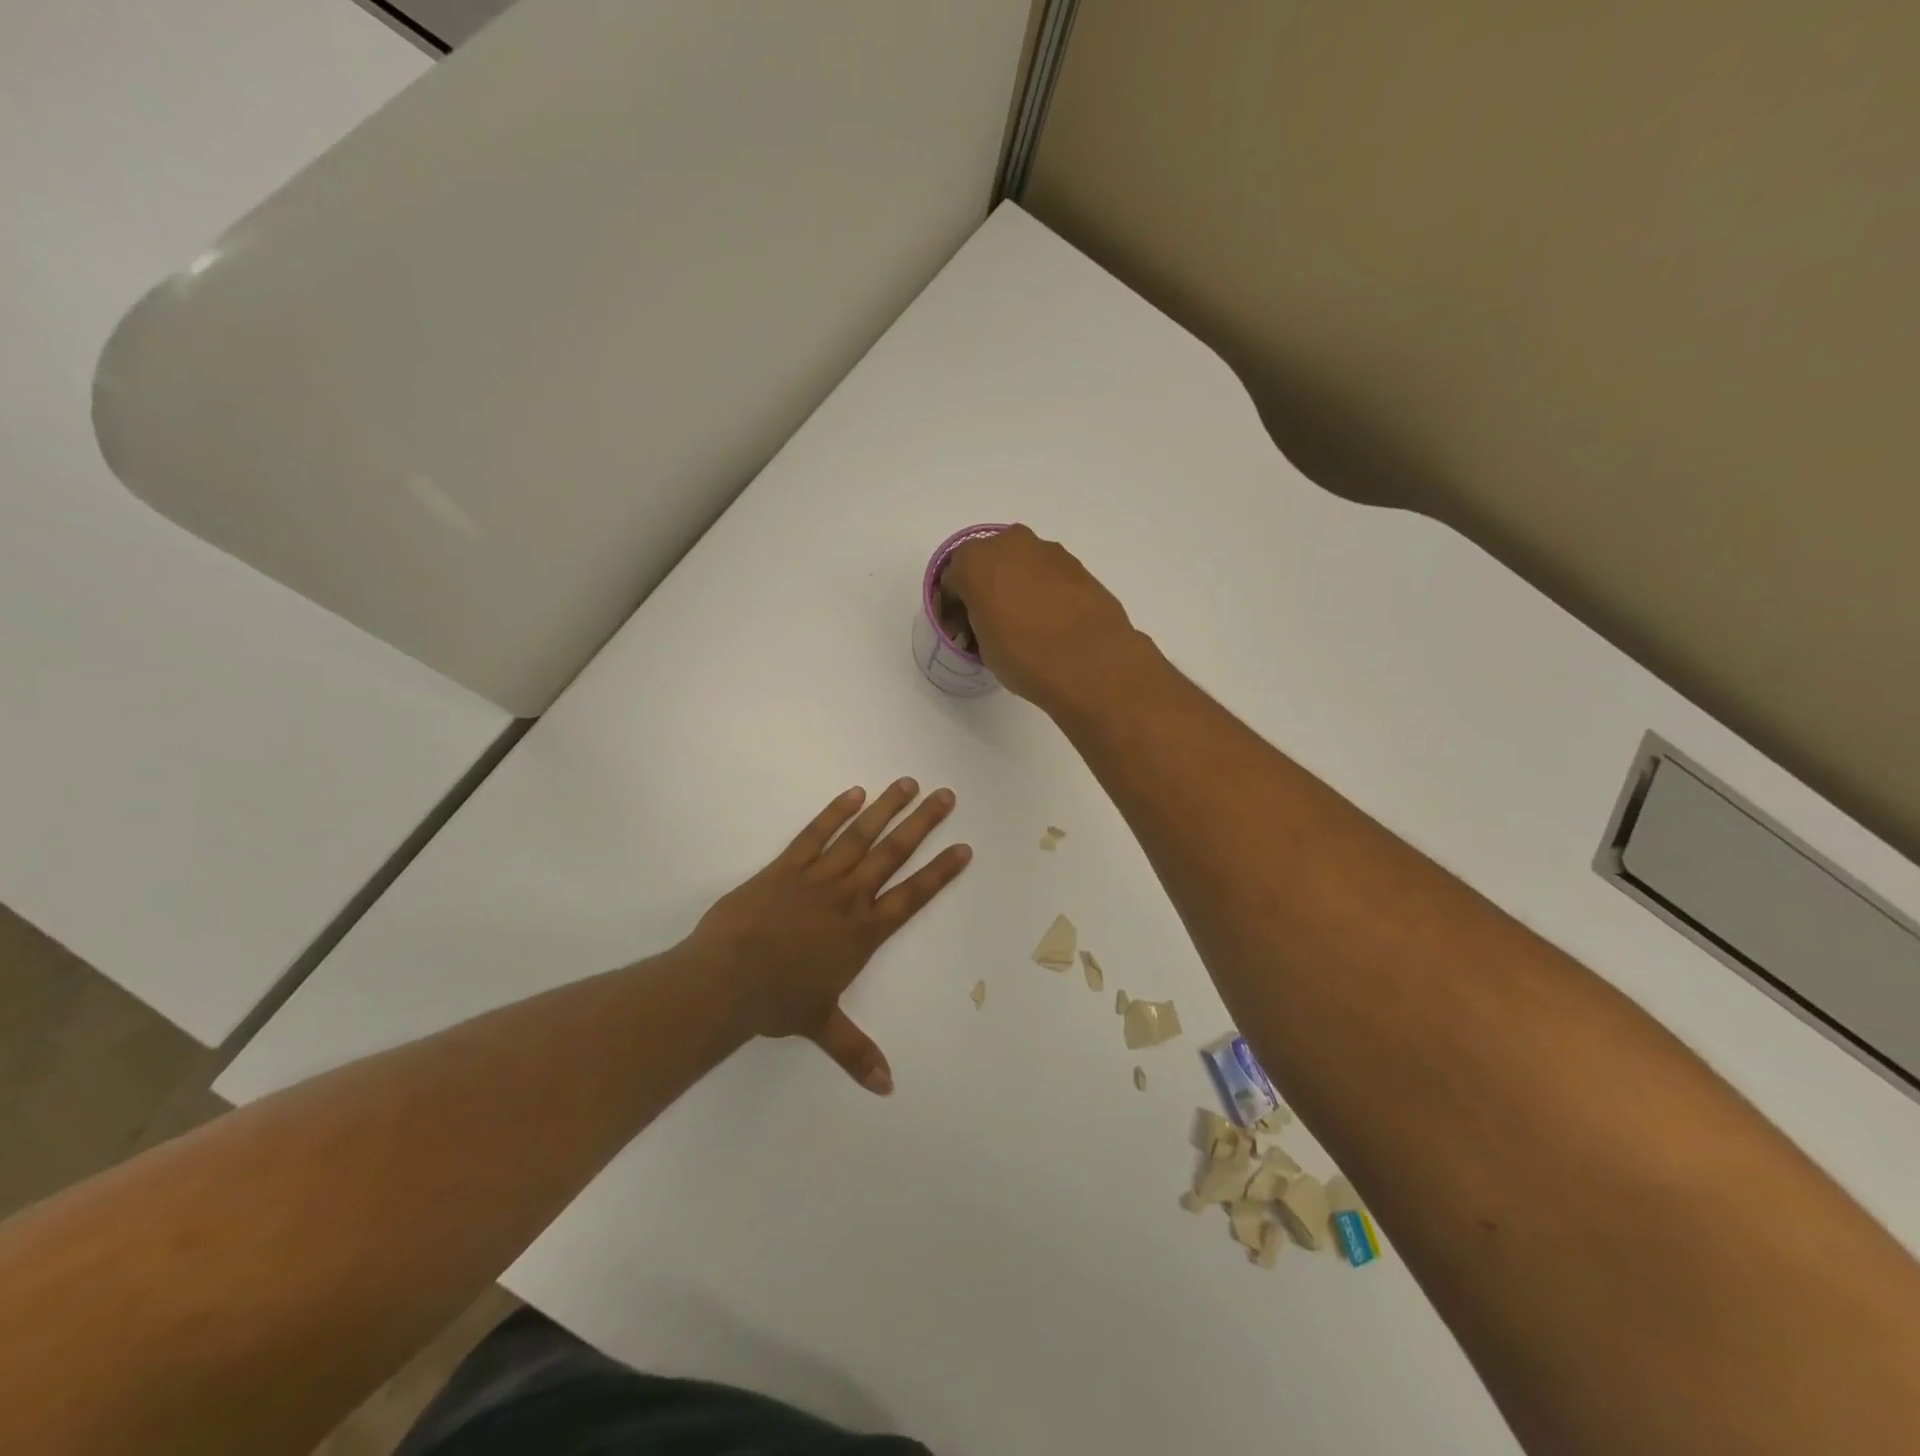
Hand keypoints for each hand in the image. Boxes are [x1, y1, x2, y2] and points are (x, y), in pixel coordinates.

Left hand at [683, 779, 970, 1093]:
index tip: (963, 847)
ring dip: (887, 809)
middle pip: (893, 854)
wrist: (725, 979)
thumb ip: (857, 1052)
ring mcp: (817, 877)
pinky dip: (836, 812)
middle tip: (946, 796)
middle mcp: (848, 898)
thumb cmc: (776, 1002)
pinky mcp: (786, 866)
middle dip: (923, 824)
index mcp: (863, 933)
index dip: (940, 872)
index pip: (912, 896)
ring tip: (908, 784)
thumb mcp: (820, 1026)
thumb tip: (888, 1089)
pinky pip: (816, 833)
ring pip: (860, 836)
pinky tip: (854, 793)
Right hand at [941, 525, 1146, 707]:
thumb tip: (989, 620)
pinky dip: (1042, 591)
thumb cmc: (1024, 656)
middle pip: (987, 563)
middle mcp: (1009, 545)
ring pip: (1020, 565)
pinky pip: (1047, 574)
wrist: (1091, 661)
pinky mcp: (1077, 564)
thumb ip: (978, 622)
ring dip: (1015, 586)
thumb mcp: (984, 647)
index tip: (960, 632)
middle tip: (989, 622)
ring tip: (1023, 623)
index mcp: (974, 562)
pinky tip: (1049, 621)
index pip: (952, 581)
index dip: (952, 608)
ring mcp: (1047, 551)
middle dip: (984, 588)